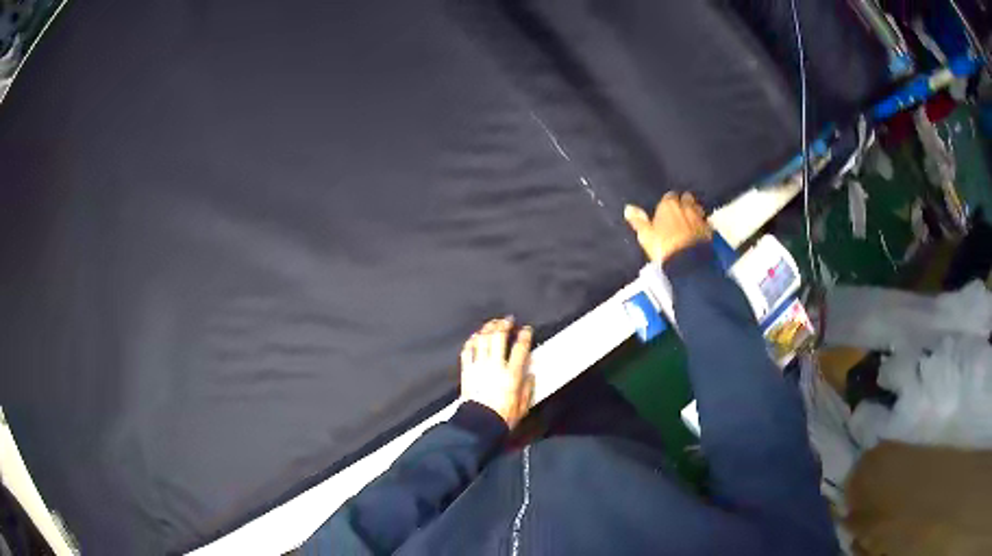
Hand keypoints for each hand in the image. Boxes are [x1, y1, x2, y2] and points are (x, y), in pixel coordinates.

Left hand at [460, 317, 534, 427]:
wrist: (479, 424)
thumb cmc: (503, 416)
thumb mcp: (523, 405)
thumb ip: (528, 387)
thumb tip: (530, 374)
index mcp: (512, 374)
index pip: (520, 348)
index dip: (524, 335)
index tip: (527, 329)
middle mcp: (495, 366)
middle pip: (498, 338)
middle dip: (504, 325)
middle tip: (508, 320)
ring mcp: (479, 367)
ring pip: (482, 340)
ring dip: (488, 329)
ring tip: (493, 323)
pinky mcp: (466, 371)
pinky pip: (467, 351)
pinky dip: (472, 341)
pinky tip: (476, 336)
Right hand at [624, 192, 712, 262]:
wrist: (688, 262)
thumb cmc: (664, 247)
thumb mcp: (646, 236)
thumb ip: (638, 221)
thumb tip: (628, 208)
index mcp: (668, 205)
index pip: (669, 196)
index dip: (667, 203)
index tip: (664, 211)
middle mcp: (686, 207)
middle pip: (686, 198)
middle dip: (683, 203)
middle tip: (678, 213)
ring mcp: (699, 217)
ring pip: (697, 208)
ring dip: (694, 212)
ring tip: (689, 221)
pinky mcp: (709, 230)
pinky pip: (706, 222)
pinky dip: (702, 225)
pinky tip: (699, 231)